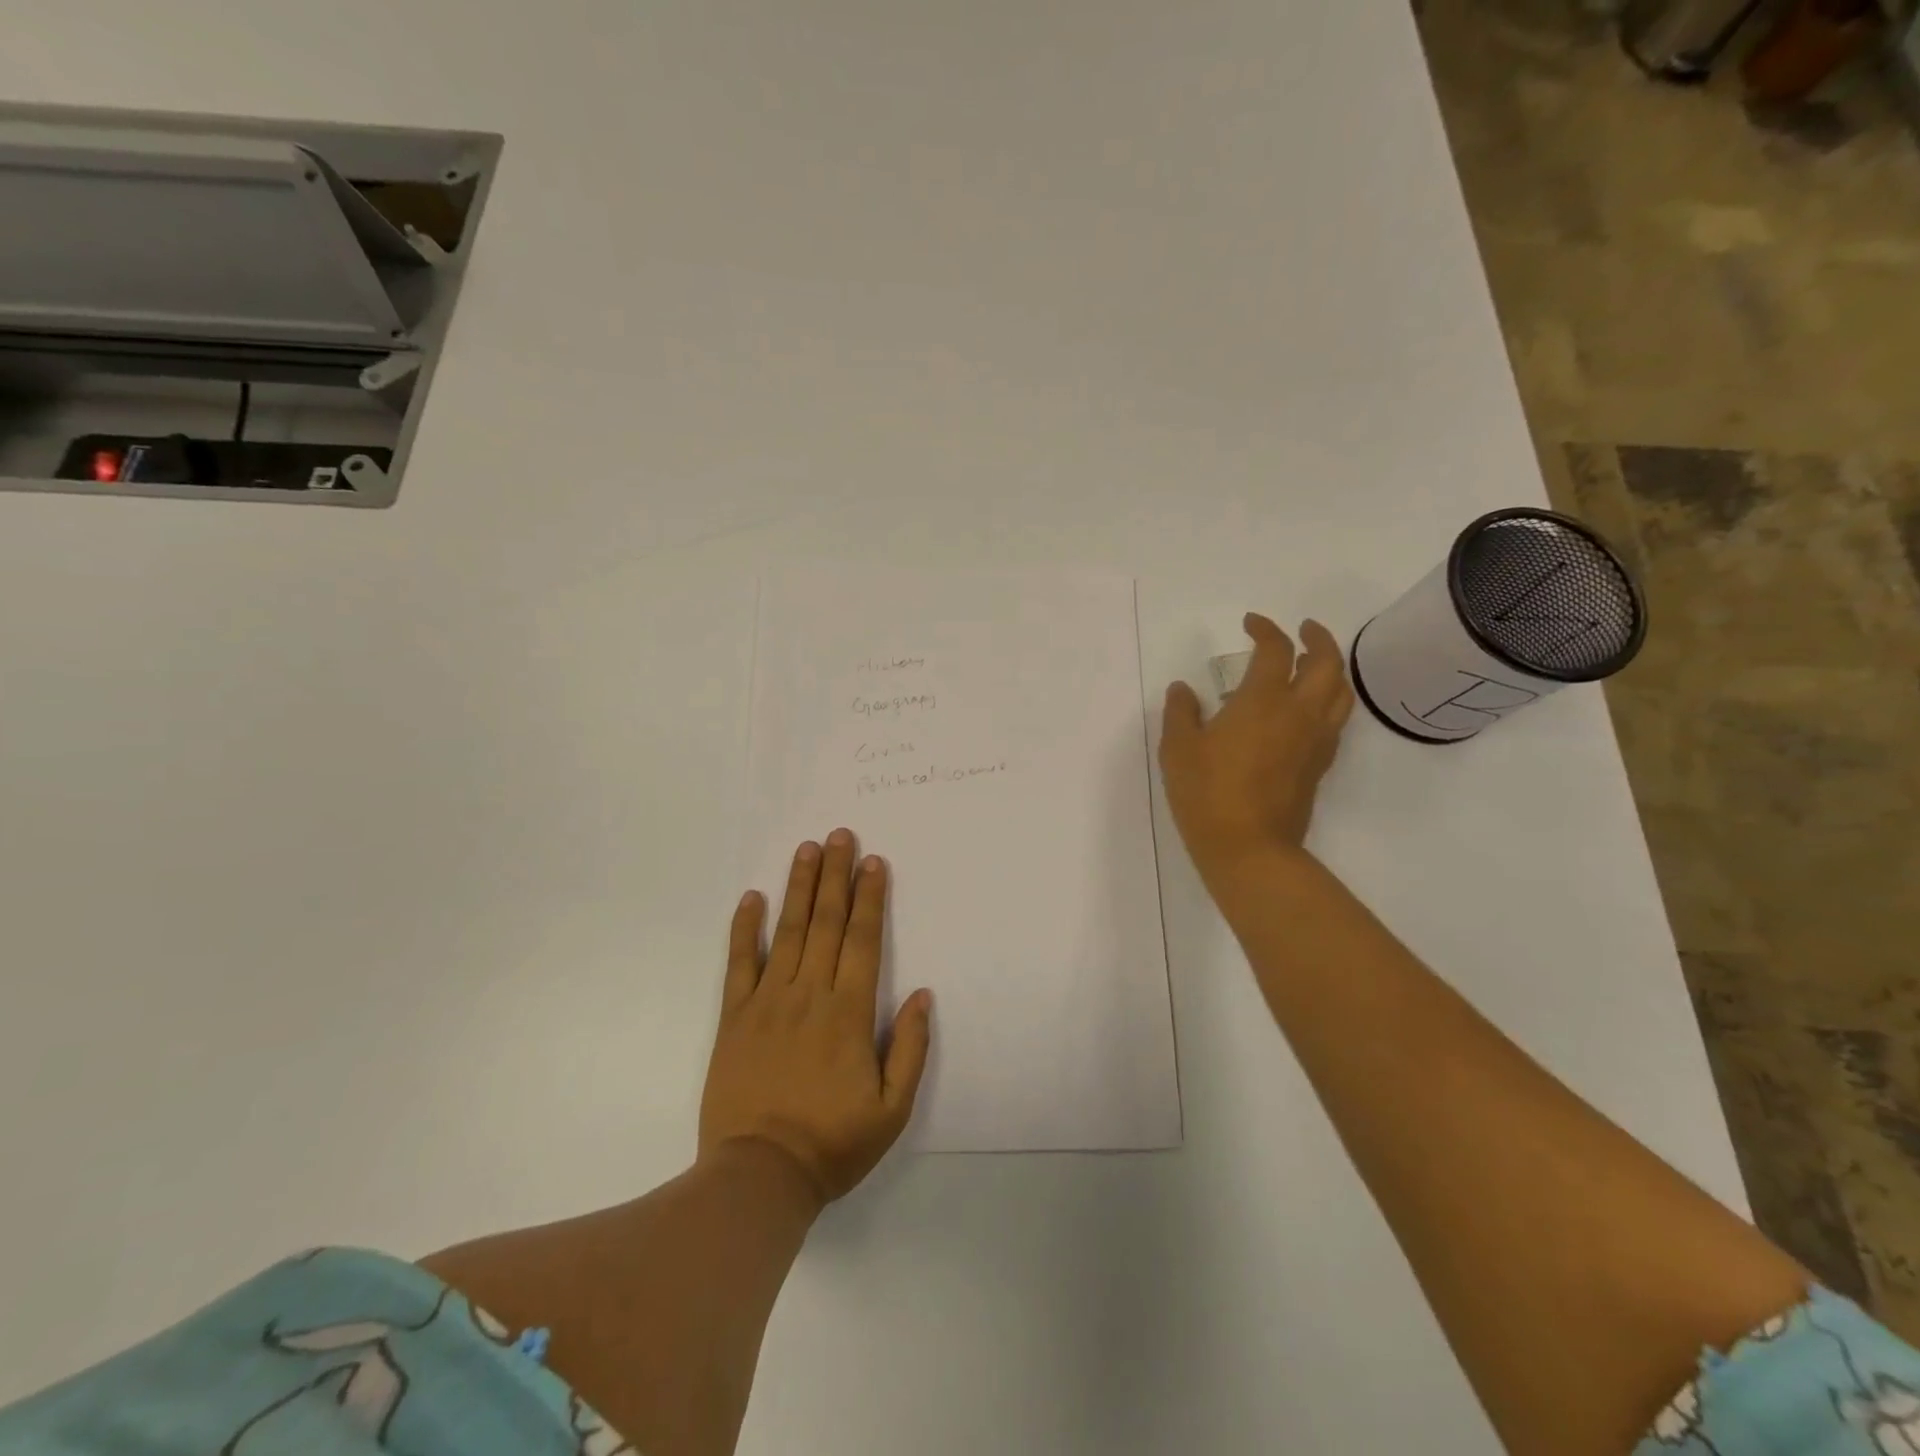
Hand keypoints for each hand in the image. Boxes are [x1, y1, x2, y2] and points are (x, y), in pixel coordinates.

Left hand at [699, 830, 933, 1206]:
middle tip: (840, 835)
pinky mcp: (734, 1017)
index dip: (869, 898)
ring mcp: (768, 1001)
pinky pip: (740, 963)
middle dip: (835, 876)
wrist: (758, 1176)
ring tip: (806, 849)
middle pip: (826, 923)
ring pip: (788, 931)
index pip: (863, 940)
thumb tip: (921, 995)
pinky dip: (745, 928)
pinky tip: (751, 897)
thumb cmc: (833, 1143)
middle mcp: (810, 994)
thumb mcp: (892, 1109)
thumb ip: (910, 1048)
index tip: (872, 862)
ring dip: (799, 887)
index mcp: (849, 1012)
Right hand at [1160, 614, 1354, 879]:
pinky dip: (1329, 701)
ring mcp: (1315, 740)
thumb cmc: (1206, 792)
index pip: (1275, 650)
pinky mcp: (1319, 765)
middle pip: (1327, 663)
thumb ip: (1181, 712)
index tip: (1251, 623)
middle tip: (1304, 629)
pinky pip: (1336, 720)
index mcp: (1263, 701)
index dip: (1266, 629)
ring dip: (1332, 668)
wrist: (1248, 847)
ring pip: (1341, 692)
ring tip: (1315, 663)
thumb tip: (1184, 689)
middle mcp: (1299, 712)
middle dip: (1318, 638)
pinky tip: (1309, 708)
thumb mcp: (1178, 749)